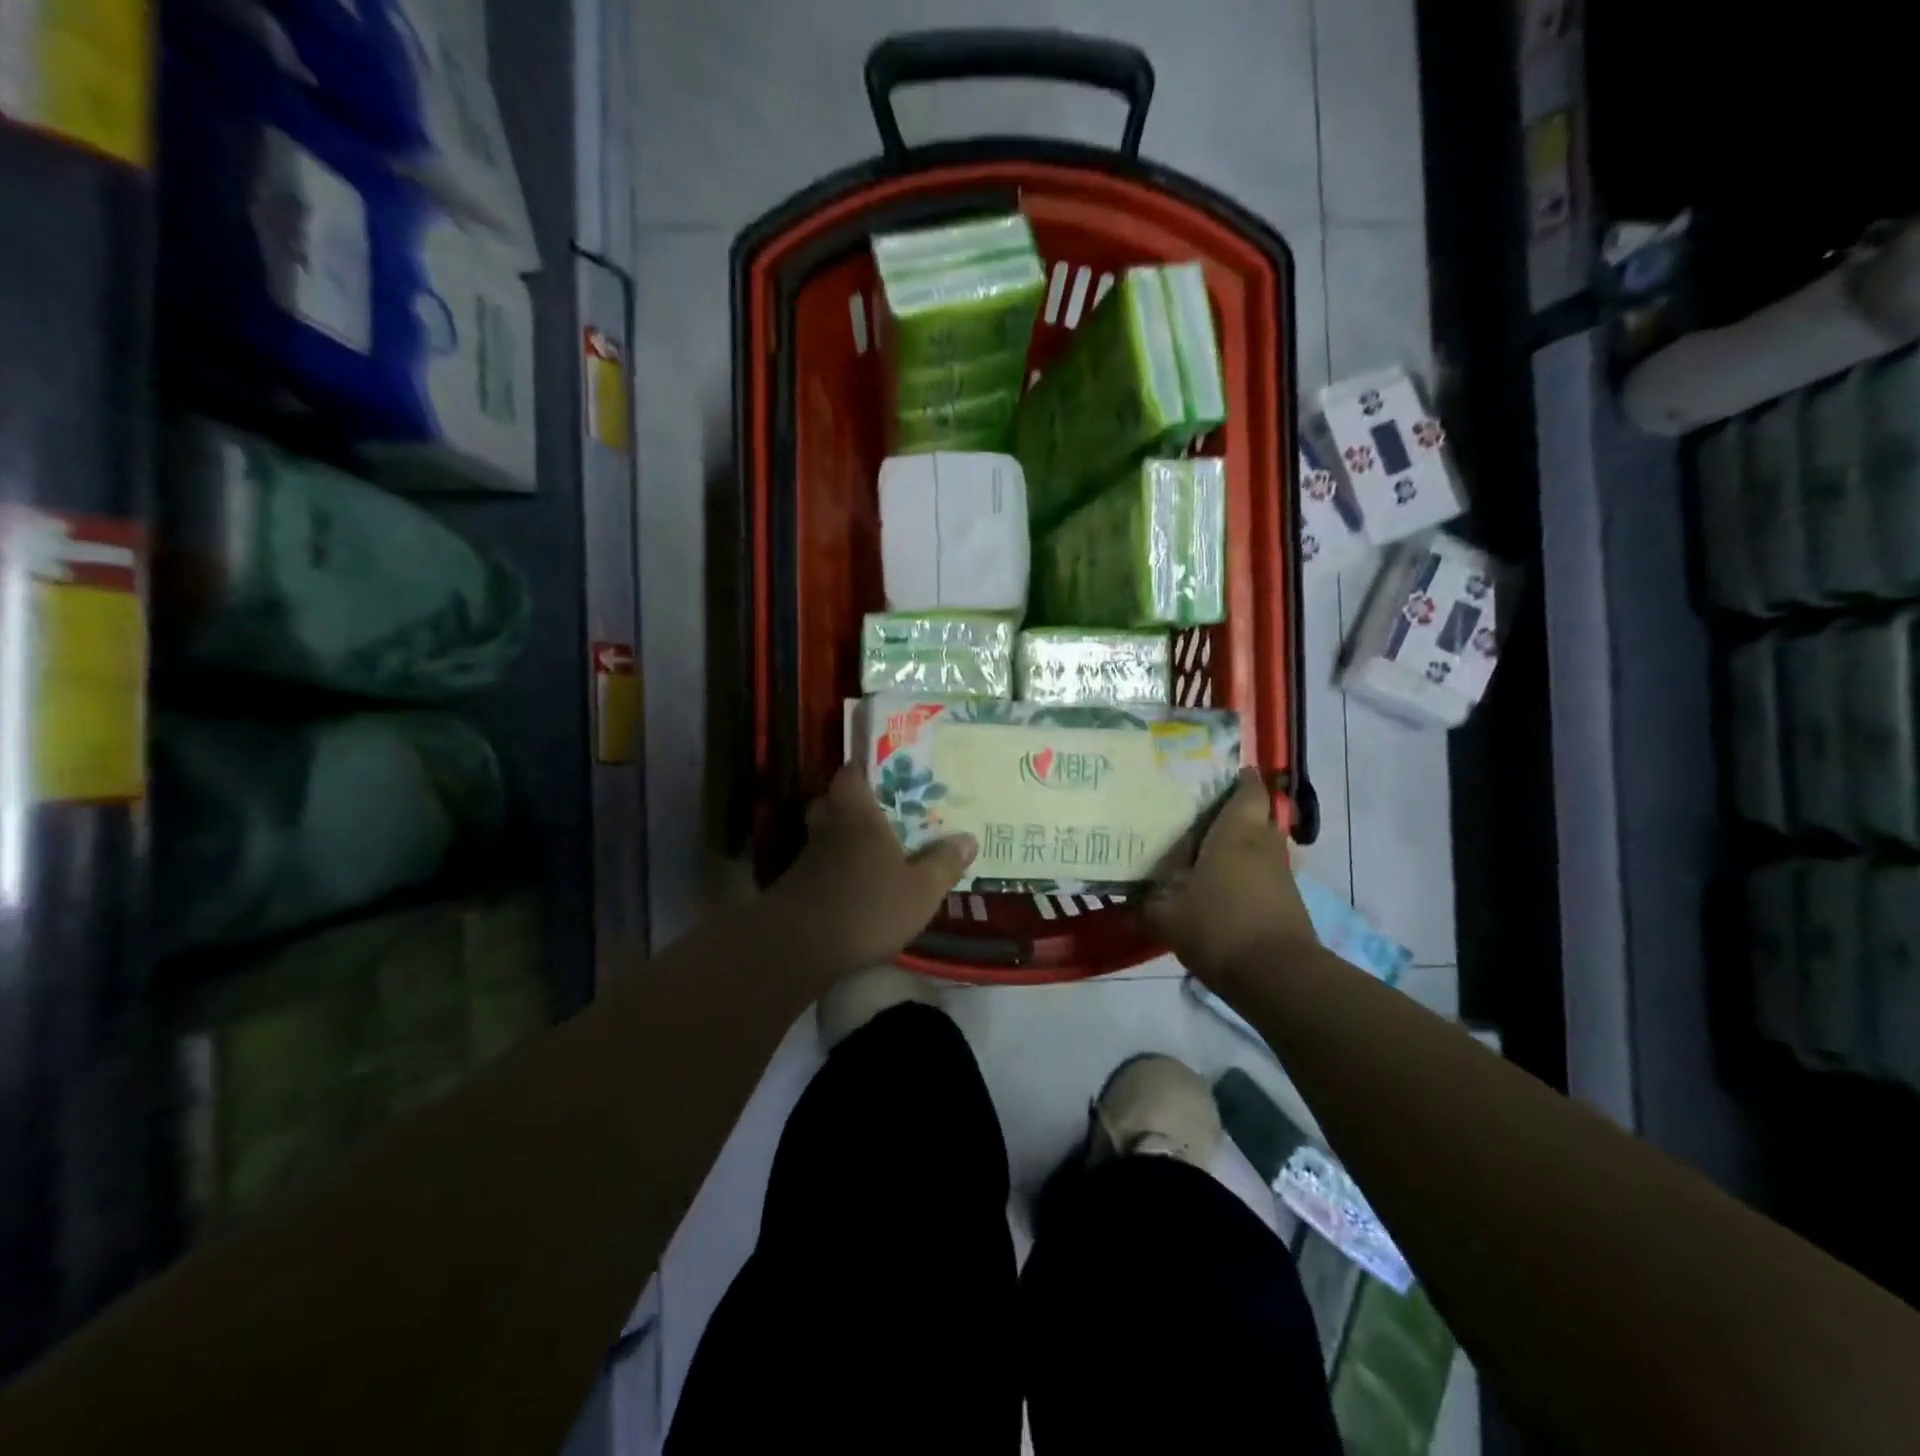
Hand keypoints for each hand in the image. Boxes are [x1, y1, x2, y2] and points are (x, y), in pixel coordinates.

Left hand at [764, 763, 976, 978]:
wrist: (801, 948)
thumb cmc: (868, 907)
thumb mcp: (921, 890)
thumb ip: (944, 863)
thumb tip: (968, 839)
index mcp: (858, 815)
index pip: (850, 775)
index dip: (863, 770)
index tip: (882, 774)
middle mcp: (829, 828)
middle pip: (832, 803)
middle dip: (851, 805)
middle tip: (878, 814)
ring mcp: (807, 858)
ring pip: (824, 835)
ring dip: (842, 840)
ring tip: (870, 852)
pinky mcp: (795, 887)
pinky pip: (818, 866)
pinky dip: (833, 870)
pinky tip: (852, 886)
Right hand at [1144, 767, 1316, 988]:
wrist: (1277, 976)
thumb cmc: (1219, 928)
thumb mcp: (1167, 918)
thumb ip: (1147, 905)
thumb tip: (1128, 902)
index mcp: (1237, 834)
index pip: (1248, 791)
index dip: (1239, 779)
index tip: (1218, 776)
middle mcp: (1264, 846)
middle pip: (1258, 817)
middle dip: (1235, 814)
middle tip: (1200, 817)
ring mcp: (1281, 875)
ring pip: (1262, 847)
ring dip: (1241, 847)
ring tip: (1206, 853)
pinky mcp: (1288, 902)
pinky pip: (1264, 875)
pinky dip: (1246, 875)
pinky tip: (1220, 889)